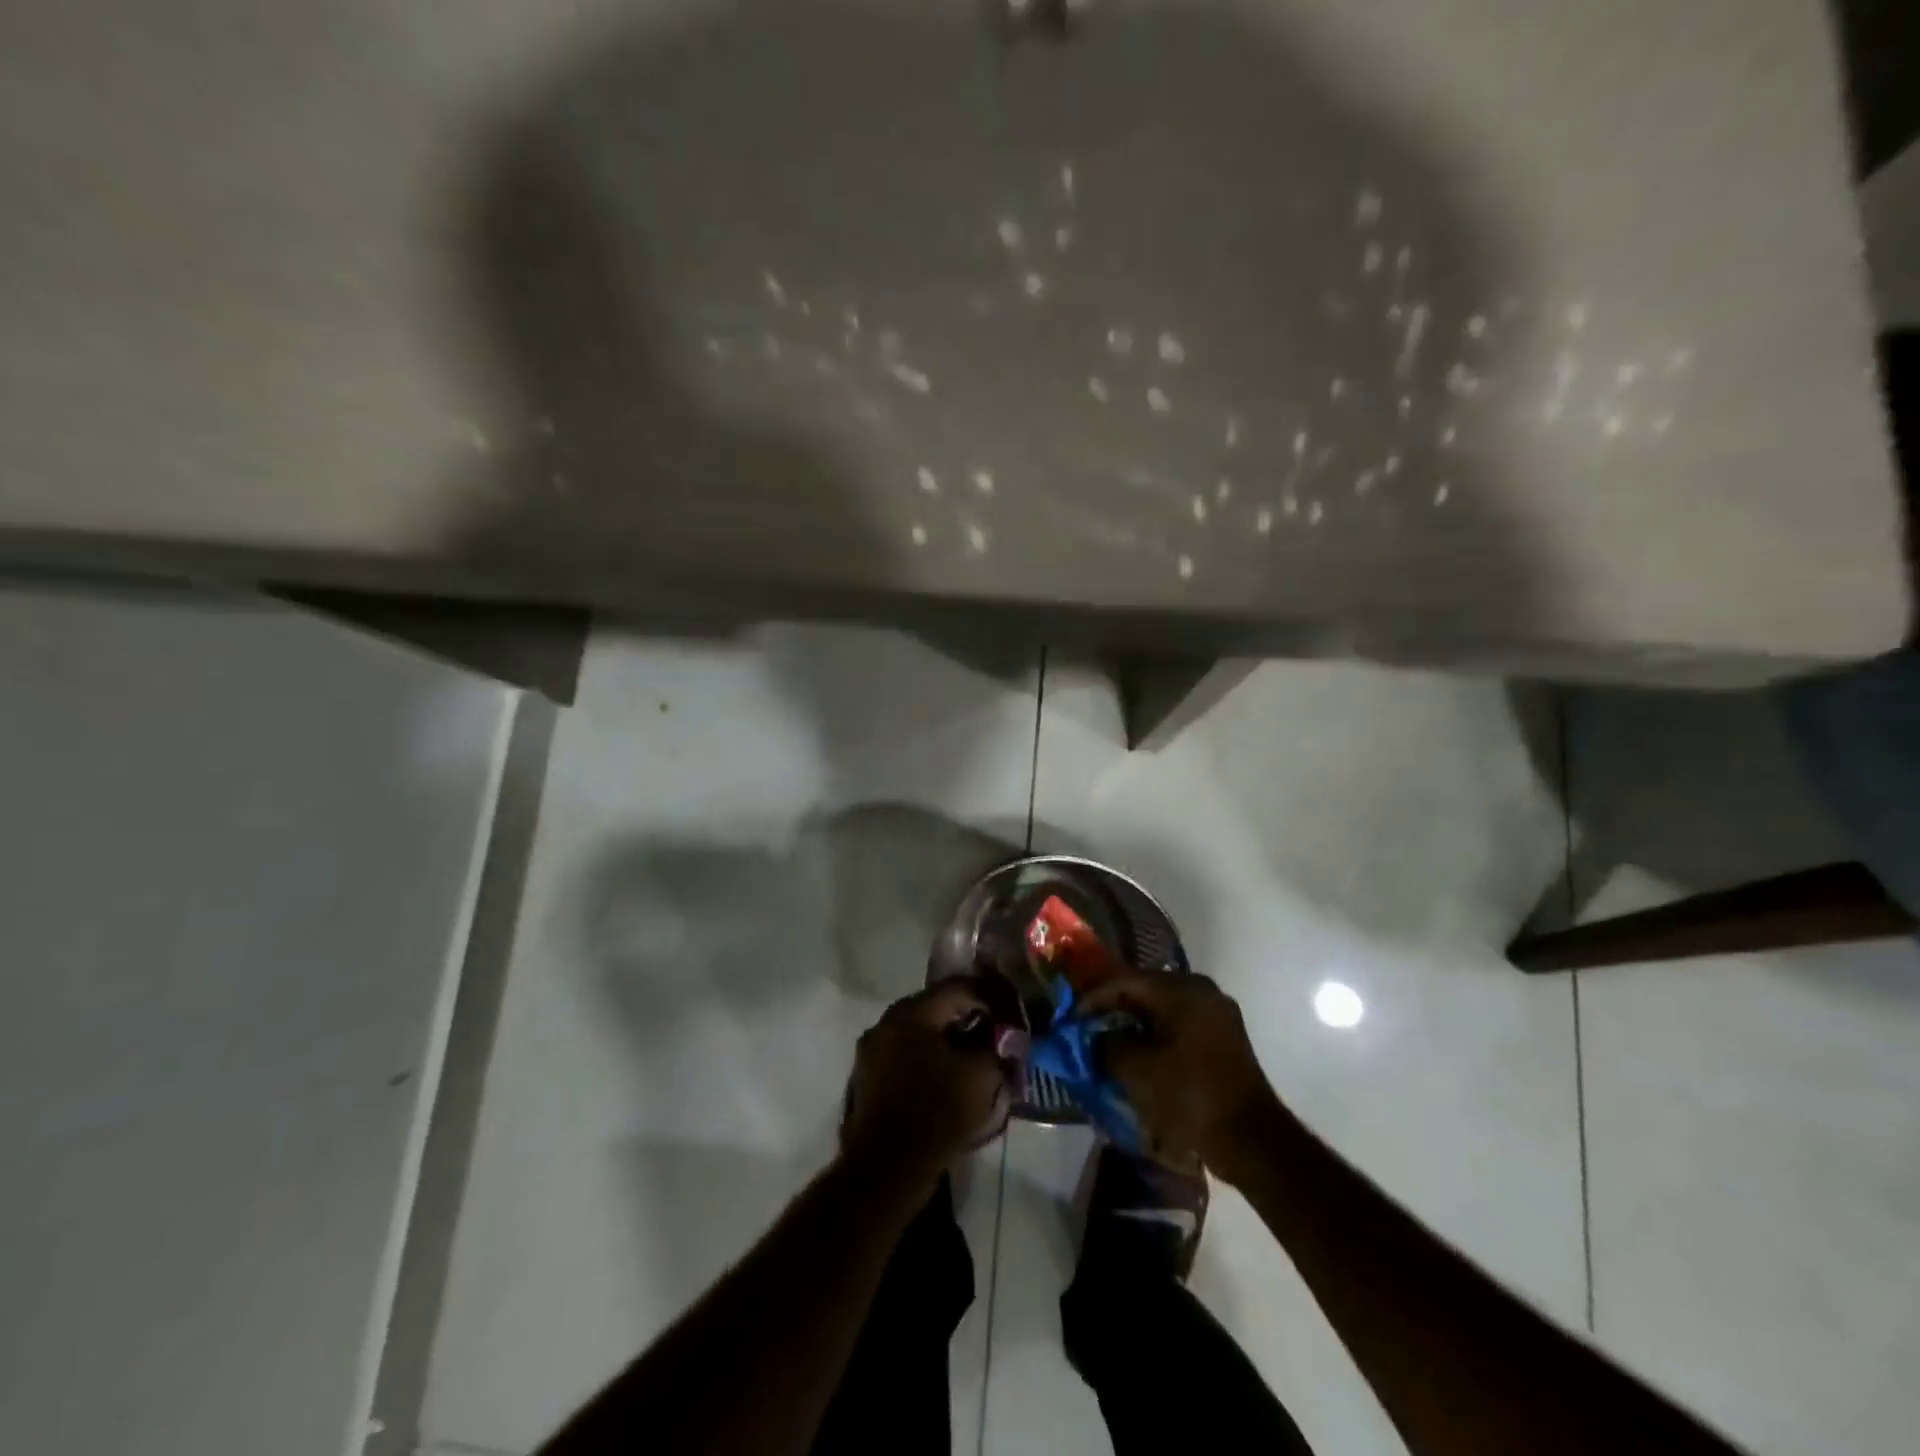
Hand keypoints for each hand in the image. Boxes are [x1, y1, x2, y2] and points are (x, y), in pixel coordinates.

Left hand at [842, 982, 1010, 1185]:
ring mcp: (872, 1050)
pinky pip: (906, 1055)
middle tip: (996, 1032)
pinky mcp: (868, 1078)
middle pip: (937, 1007)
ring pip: (921, 1032)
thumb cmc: (936, 1112)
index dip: (991, 996)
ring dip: (950, 1039)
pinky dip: (930, 1058)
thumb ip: (997, 1045)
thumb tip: (1006, 1034)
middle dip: (970, 1017)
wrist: (886, 1169)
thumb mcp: (980, 1075)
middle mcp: (886, 1022)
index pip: (958, 988)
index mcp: (911, 1012)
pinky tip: (949, 1076)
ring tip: (976, 1056)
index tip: (1012, 1013)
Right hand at [1077, 973, 1281, 1178]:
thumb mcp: (1137, 1070)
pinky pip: (1179, 1023)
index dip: (1093, 998)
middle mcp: (1201, 990)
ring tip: (1108, 1041)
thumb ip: (1107, 1044)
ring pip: (1162, 1008)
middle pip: (1145, 990)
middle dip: (1113, 1009)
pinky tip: (1138, 1052)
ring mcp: (1216, 1012)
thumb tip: (1095, 1037)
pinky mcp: (1223, 1036)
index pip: (1125, 981)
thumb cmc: (1190, 1096)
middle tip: (1087, 1027)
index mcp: (1182, 989)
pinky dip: (1155, 1034)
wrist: (1251, 1139)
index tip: (1071, 1018)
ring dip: (1134, 1022)